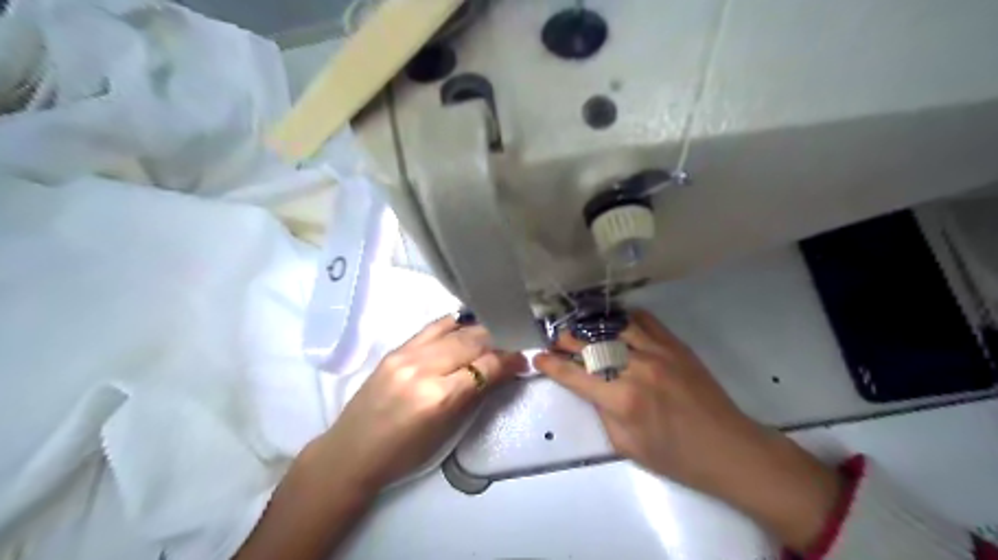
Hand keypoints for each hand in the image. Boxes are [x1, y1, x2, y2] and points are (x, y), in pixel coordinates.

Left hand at [319, 316, 524, 493]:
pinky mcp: (395, 349)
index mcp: (438, 397)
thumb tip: (503, 371)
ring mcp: (406, 355)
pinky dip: (455, 326)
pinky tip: (466, 327)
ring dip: (479, 330)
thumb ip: (475, 396)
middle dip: (498, 340)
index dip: (509, 360)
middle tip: (513, 343)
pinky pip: (433, 328)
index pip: (485, 366)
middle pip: (472, 341)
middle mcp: (423, 368)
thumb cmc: (404, 454)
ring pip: (455, 330)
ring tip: (493, 334)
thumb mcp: (447, 432)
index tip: (523, 359)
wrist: (351, 452)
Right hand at [533, 312, 834, 553]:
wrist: (727, 447)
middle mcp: (636, 370)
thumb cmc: (675, 456)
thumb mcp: (627, 446)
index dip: (552, 366)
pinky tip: (616, 322)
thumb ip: (603, 413)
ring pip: (615, 328)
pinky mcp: (676, 345)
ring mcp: (658, 353)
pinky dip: (626, 318)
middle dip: (567, 341)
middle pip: (592, 346)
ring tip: (580, 327)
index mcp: (621, 401)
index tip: (538, 358)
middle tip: (556, 339)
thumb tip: (590, 388)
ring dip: (592, 326)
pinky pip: (645, 321)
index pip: (575, 376)